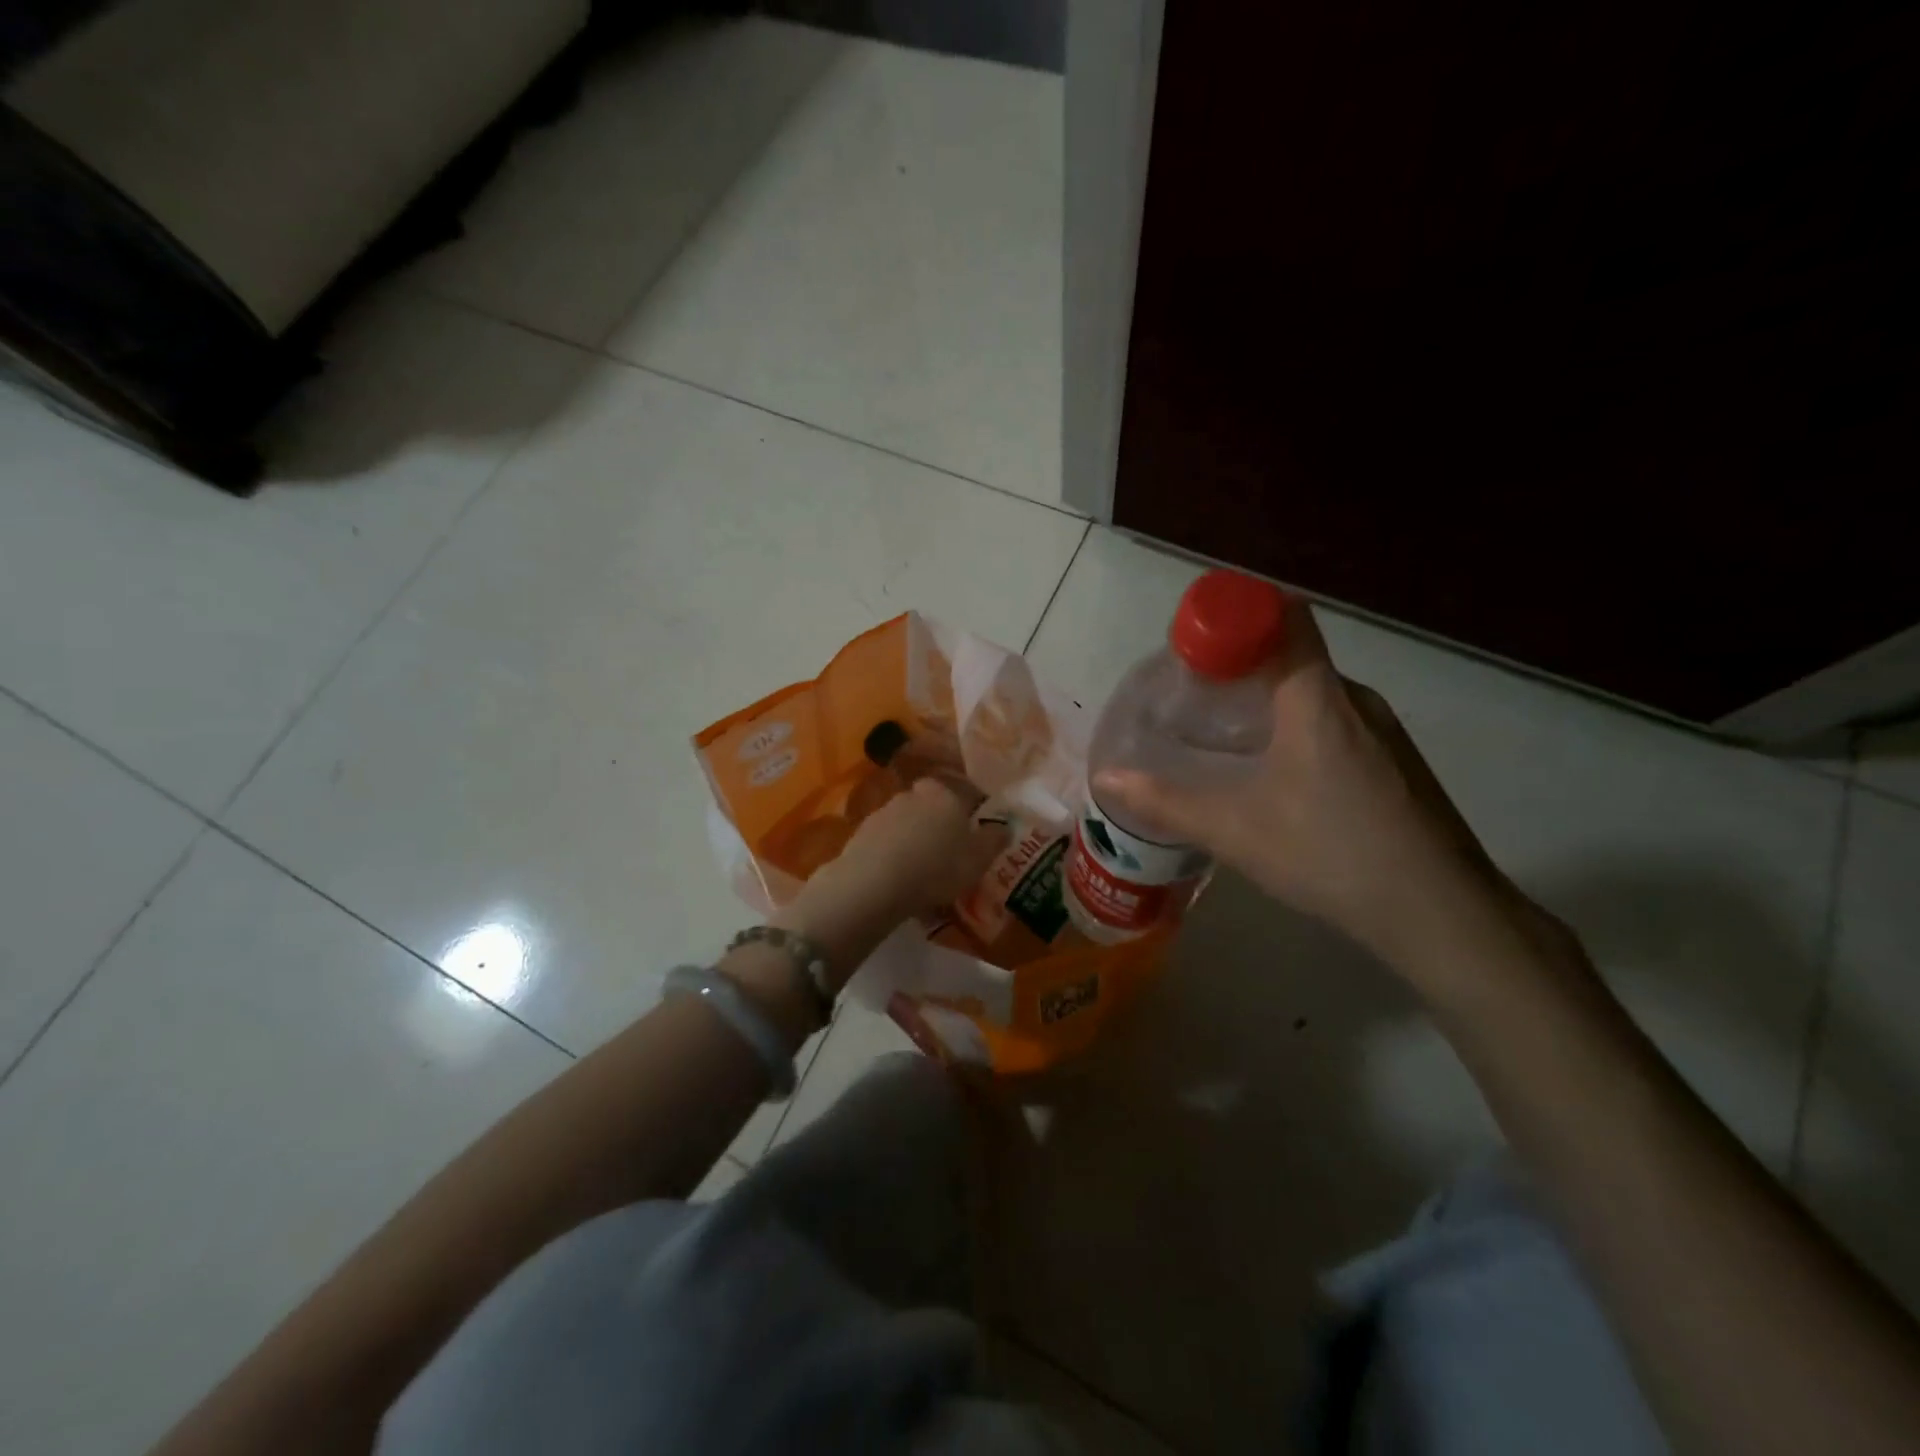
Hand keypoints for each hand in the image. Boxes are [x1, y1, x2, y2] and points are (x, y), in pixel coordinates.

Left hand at [775, 778, 1007, 988]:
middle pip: (934, 805)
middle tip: (950, 851)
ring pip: (909, 822)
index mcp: (946, 794)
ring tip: (923, 868)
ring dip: (916, 838)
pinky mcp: (862, 832)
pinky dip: (895, 853)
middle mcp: (914, 794)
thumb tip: (1005, 826)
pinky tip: (899, 876)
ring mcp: (885, 811)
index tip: (977, 834)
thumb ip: (995, 839)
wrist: (874, 883)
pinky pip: (888, 840)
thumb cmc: (937, 867)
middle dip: (942, 823)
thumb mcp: (979, 859)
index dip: (974, 812)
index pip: (967, 793)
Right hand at [1094, 599, 1515, 973]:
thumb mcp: (1235, 829)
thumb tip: (1106, 780)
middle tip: (1190, 697)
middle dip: (1238, 666)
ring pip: (1314, 693)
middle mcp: (1355, 699)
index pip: (1283, 617)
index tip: (1193, 644)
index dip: (1235, 615)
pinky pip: (1334, 722)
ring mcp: (1382, 732)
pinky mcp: (1394, 763)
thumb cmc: (1332, 853)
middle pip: (1293, 655)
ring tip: (1221, 738)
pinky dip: (1294, 729)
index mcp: (1318, 697)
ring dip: (1266, 702)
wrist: (1442, 914)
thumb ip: (1167, 802)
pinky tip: (1272, 777)